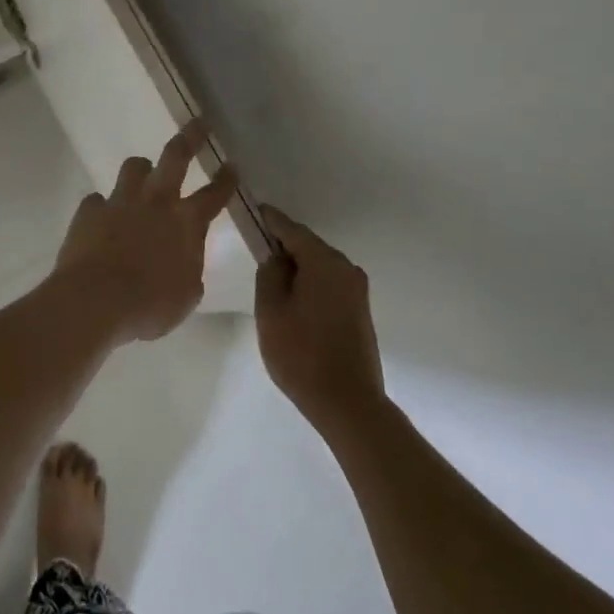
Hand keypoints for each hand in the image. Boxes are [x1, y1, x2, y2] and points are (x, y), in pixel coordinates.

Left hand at [52, 122, 238, 342]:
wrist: (95, 301)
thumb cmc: (150, 305)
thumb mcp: (186, 295)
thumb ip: (190, 271)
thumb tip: (185, 262)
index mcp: (186, 223)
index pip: (213, 195)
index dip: (226, 179)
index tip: (232, 164)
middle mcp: (156, 202)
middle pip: (175, 157)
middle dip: (190, 137)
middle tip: (198, 123)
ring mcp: (120, 202)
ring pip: (134, 167)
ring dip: (141, 169)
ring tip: (143, 175)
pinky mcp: (89, 211)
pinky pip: (97, 200)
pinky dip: (103, 208)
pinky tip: (102, 220)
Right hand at [255, 207, 385, 433]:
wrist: (348, 403)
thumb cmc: (302, 353)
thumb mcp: (271, 310)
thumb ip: (269, 274)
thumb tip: (277, 257)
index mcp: (324, 262)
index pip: (292, 230)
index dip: (270, 220)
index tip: (254, 211)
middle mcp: (346, 268)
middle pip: (309, 247)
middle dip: (284, 246)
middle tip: (257, 250)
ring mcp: (357, 291)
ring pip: (319, 267)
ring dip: (297, 268)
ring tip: (272, 281)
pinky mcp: (360, 311)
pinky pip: (329, 285)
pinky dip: (310, 284)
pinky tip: (294, 301)